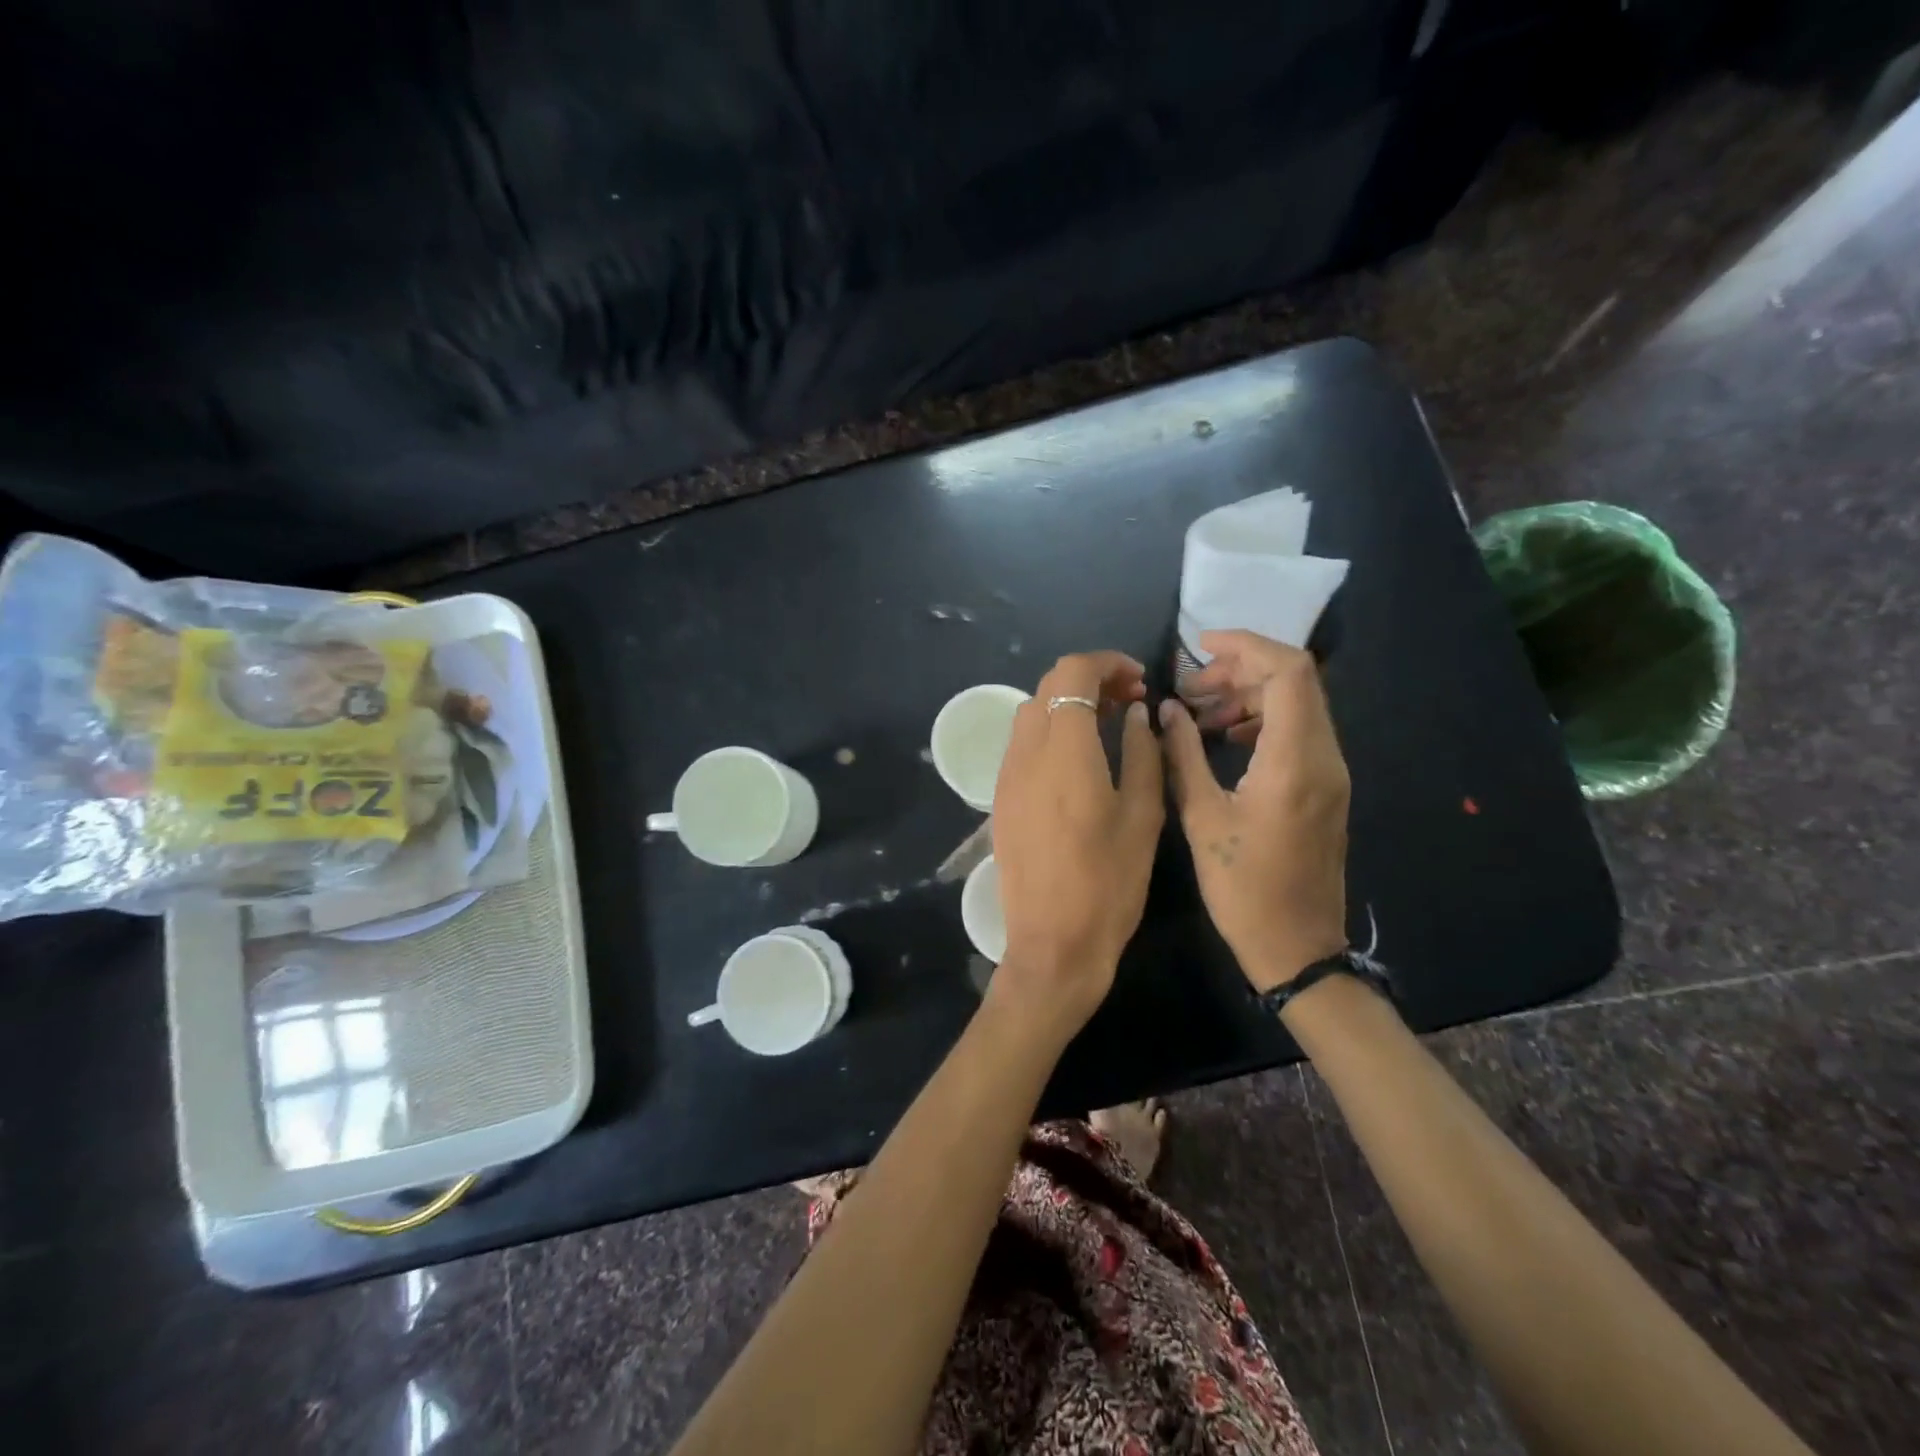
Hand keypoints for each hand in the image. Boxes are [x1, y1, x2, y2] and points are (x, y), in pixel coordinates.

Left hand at [990, 652, 1163, 1031]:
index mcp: (1063, 751)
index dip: (1106, 663)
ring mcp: (1007, 776)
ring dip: (1067, 705)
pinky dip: (1051, 731)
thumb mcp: (1143, 817)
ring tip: (1109, 726)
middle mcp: (1025, 753)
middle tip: (1130, 701)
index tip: (1138, 680)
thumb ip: (1143, 754)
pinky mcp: (1001, 799)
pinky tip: (1080, 759)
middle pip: (1048, 686)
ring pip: (1032, 713)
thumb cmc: (1108, 883)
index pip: (1071, 673)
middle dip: (1089, 681)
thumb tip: (1136, 714)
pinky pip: (1023, 744)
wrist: (1052, 944)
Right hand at [1160, 631, 1349, 991]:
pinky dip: (1262, 720)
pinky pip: (1298, 731)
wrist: (1298, 947)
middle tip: (1191, 687)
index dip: (1246, 645)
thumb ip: (1183, 755)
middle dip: (1241, 669)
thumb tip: (1166, 710)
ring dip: (1250, 694)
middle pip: (1296, 680)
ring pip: (1298, 704)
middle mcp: (1324, 757)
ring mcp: (1331, 772)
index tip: (1200, 645)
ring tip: (1199, 713)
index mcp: (1295, 762)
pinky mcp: (1325, 787)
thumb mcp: (1202, 819)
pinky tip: (1224, 738)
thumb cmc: (1243, 888)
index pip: (1288, 672)